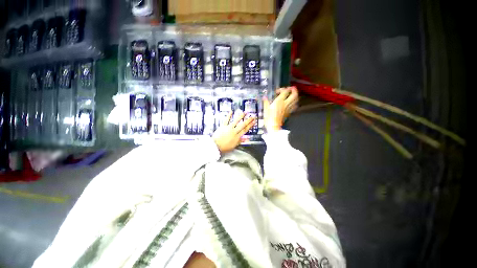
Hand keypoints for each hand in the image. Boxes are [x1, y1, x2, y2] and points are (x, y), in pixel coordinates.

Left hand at [212, 111, 255, 153]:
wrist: (215, 146)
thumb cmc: (225, 147)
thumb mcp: (234, 145)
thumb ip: (241, 141)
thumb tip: (248, 139)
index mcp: (237, 136)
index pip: (245, 130)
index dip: (250, 125)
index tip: (254, 122)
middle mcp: (234, 131)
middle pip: (242, 125)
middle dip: (248, 120)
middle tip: (252, 116)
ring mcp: (228, 128)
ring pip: (236, 121)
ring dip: (241, 116)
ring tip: (245, 112)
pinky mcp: (223, 126)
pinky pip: (226, 120)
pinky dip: (229, 115)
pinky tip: (231, 111)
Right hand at [263, 87, 298, 131]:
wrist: (274, 126)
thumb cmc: (269, 118)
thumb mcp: (265, 109)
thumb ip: (266, 102)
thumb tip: (264, 97)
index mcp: (279, 101)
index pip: (285, 91)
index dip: (283, 89)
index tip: (278, 91)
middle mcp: (286, 103)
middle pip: (294, 94)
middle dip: (294, 90)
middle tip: (291, 88)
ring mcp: (288, 108)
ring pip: (296, 99)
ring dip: (296, 95)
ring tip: (293, 94)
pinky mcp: (289, 112)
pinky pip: (294, 105)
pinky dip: (295, 102)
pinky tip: (292, 102)